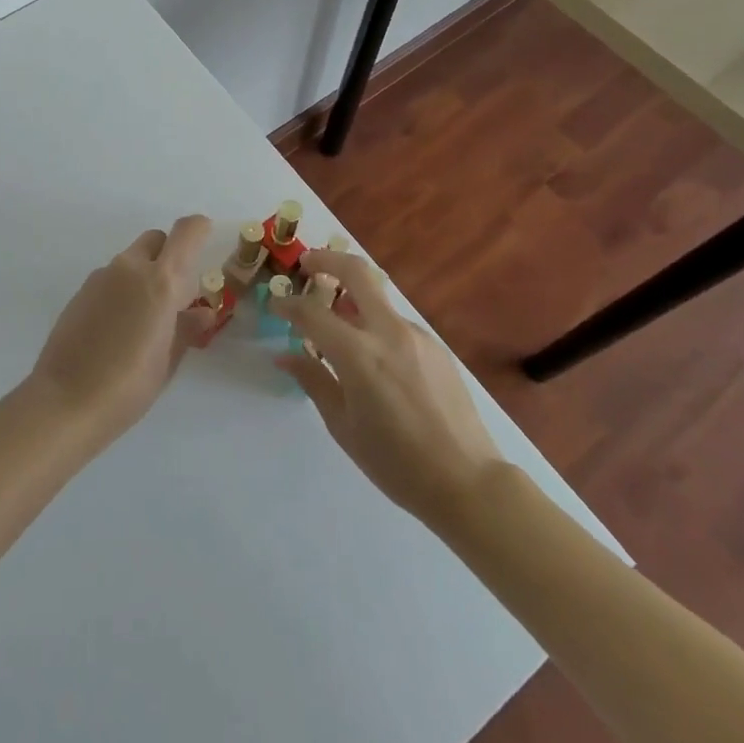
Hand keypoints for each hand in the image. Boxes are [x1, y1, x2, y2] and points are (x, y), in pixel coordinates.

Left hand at [28, 215, 212, 443]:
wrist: (65, 400)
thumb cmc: (129, 385)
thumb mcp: (168, 360)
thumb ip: (187, 328)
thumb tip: (203, 312)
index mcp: (161, 280)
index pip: (186, 231)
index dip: (199, 229)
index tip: (206, 244)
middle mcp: (130, 267)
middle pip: (156, 240)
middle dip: (169, 255)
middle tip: (174, 295)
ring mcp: (101, 276)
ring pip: (131, 260)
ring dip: (144, 275)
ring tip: (143, 320)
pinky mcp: (81, 291)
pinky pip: (111, 278)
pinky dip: (122, 290)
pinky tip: (116, 329)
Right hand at [273, 250, 504, 525]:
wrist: (468, 482)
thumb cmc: (396, 463)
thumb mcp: (344, 426)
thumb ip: (314, 381)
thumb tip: (285, 355)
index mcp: (359, 354)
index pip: (312, 312)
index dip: (288, 304)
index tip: (275, 304)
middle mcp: (388, 332)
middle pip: (356, 272)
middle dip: (327, 260)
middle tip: (307, 264)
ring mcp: (417, 335)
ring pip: (378, 297)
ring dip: (352, 296)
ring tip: (336, 319)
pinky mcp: (436, 346)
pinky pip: (396, 323)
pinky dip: (375, 324)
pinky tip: (373, 355)